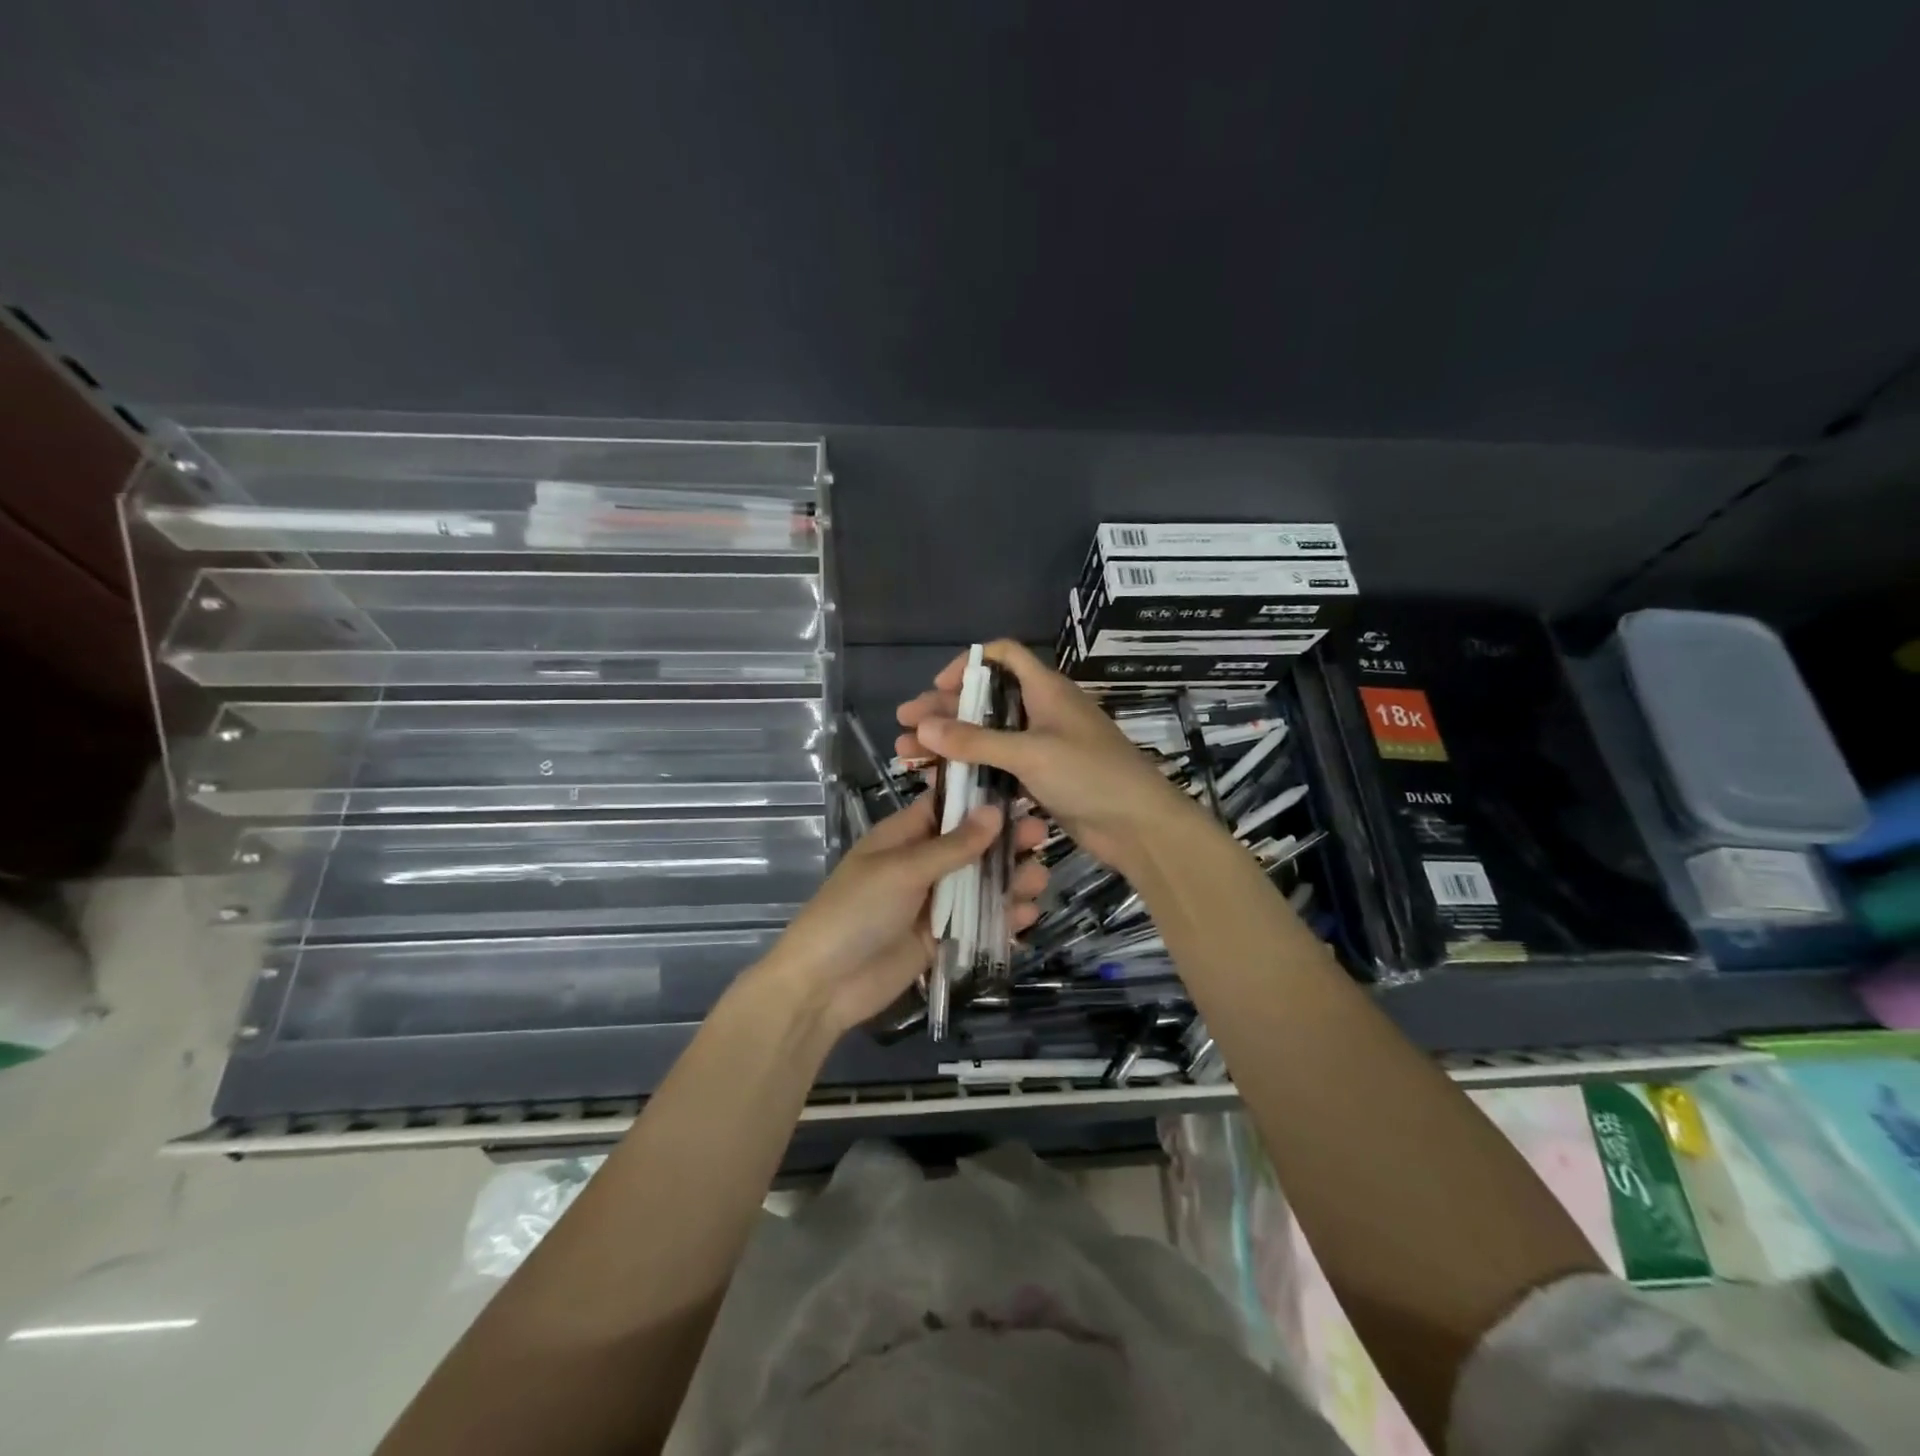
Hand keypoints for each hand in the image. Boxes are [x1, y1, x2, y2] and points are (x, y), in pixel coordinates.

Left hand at [757, 793, 1047, 1034]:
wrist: (823, 986)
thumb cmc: (854, 913)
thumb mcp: (902, 871)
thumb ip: (952, 846)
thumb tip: (995, 810)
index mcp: (903, 836)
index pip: (946, 805)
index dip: (981, 798)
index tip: (1022, 792)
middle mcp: (921, 864)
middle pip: (971, 845)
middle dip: (1005, 841)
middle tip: (1041, 838)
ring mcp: (932, 902)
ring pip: (979, 884)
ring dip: (1009, 881)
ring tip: (1037, 881)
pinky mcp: (940, 938)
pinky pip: (977, 922)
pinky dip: (1001, 918)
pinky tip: (1025, 917)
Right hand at [896, 640, 1205, 873]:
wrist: (1138, 825)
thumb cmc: (1089, 775)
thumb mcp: (1030, 753)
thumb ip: (976, 741)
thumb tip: (923, 726)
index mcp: (1046, 689)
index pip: (1002, 656)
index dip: (967, 664)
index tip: (936, 688)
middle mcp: (1042, 711)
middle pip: (985, 699)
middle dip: (944, 710)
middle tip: (903, 724)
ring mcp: (1042, 746)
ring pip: (988, 735)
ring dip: (951, 742)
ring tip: (907, 755)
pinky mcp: (1042, 777)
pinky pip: (998, 765)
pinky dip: (971, 768)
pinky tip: (942, 780)